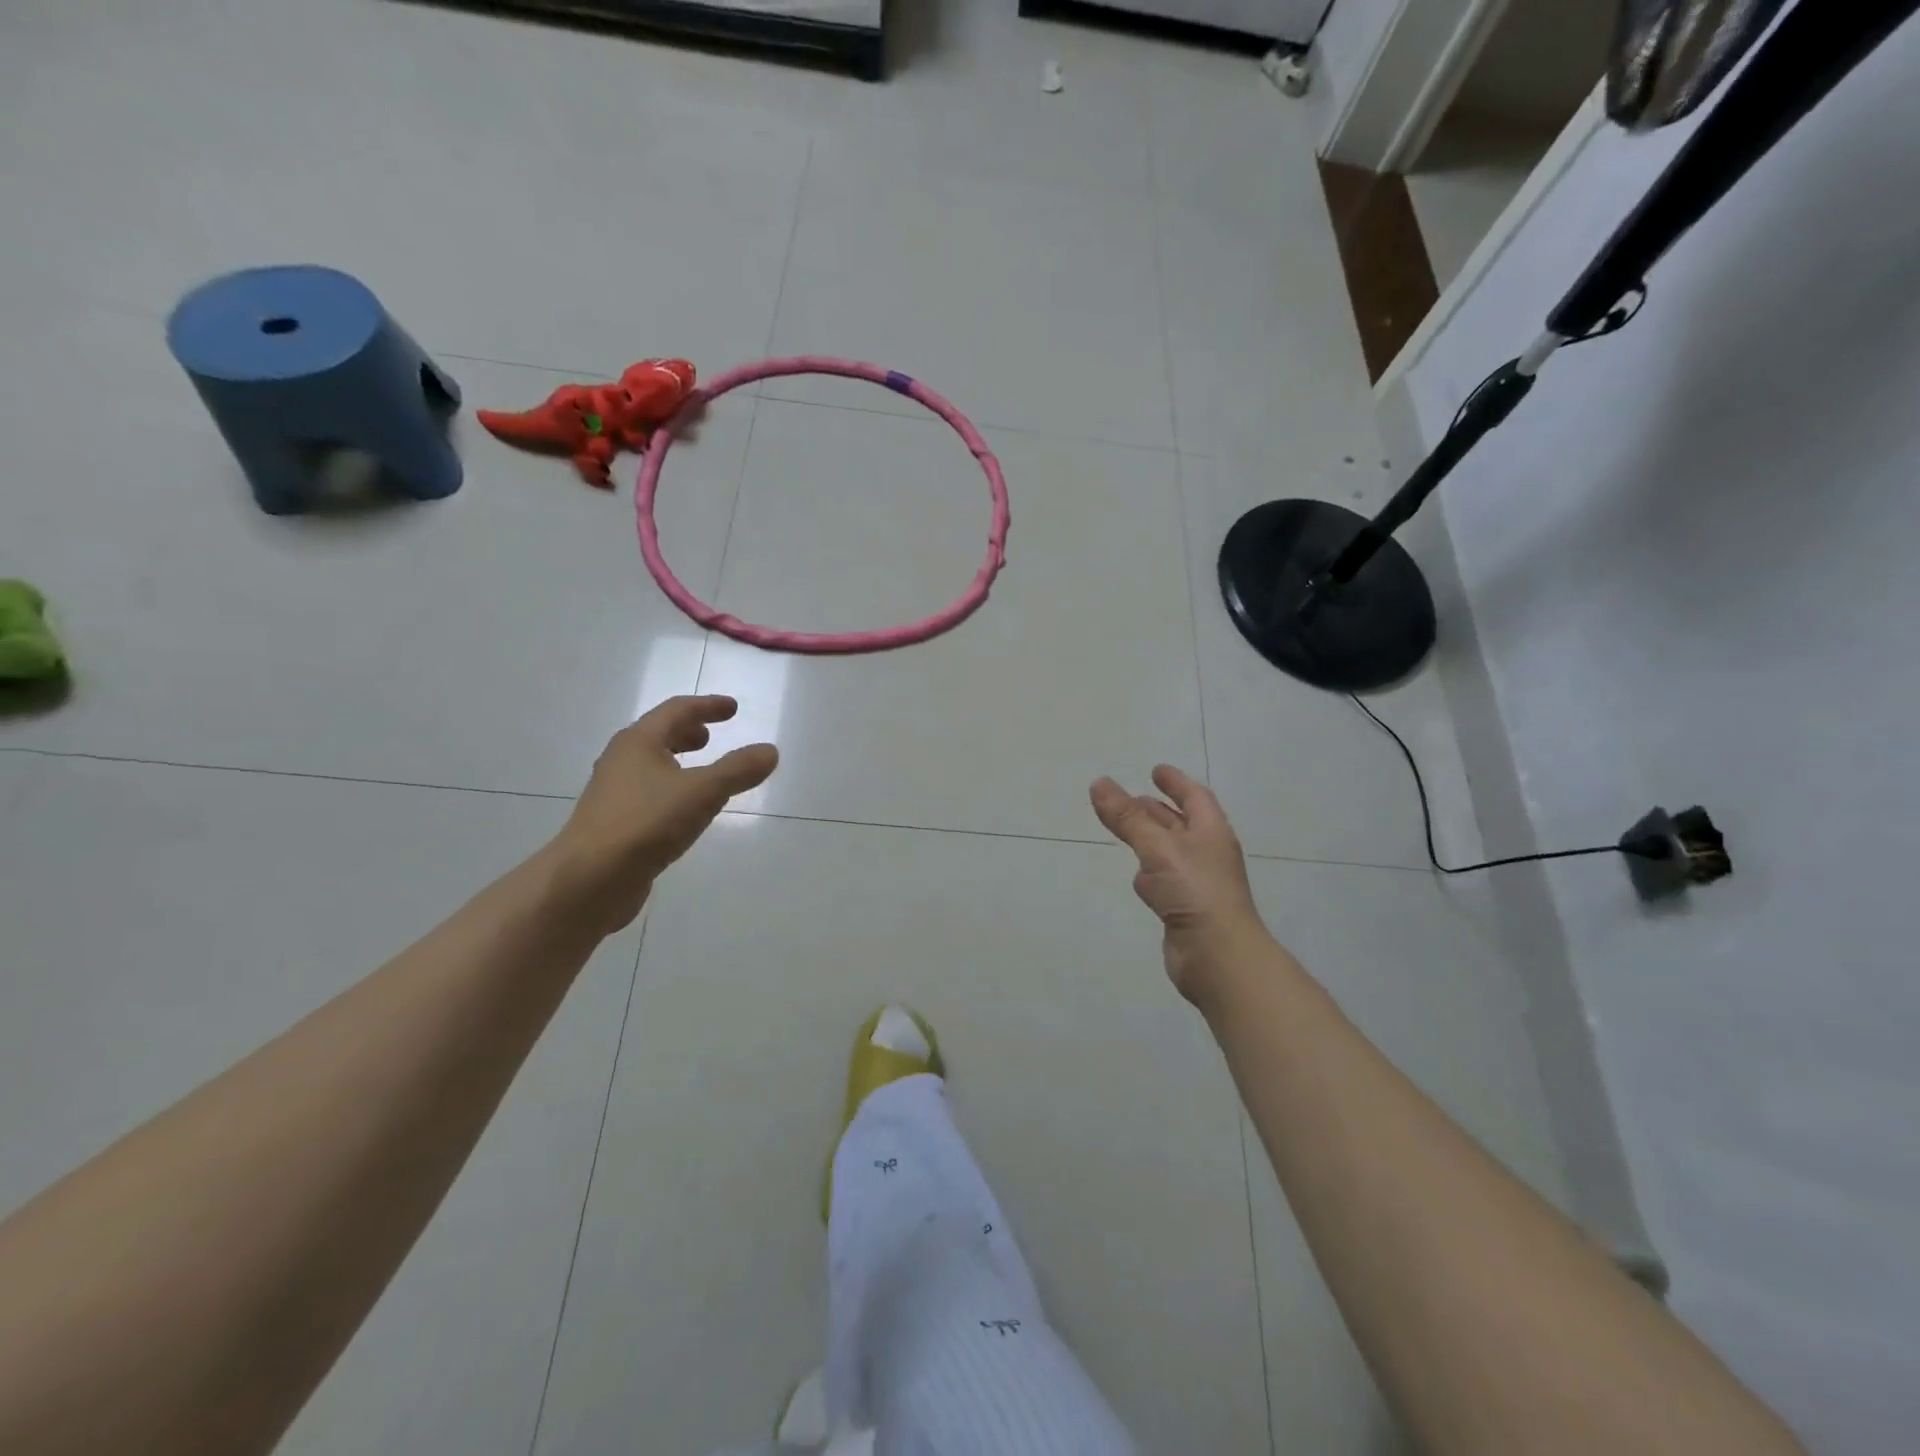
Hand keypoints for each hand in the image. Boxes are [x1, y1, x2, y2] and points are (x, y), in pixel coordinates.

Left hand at [550, 696, 777, 930]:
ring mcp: (614, 793)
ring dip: (677, 759)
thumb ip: (738, 770)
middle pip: (658, 735)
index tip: (733, 708)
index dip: (707, 706)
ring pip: (651, 765)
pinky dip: (671, 787)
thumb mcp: (703, 792)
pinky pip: (648, 792)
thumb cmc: (646, 824)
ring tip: (701, 770)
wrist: (589, 880)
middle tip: (711, 736)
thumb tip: (770, 751)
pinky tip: (683, 809)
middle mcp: (621, 760)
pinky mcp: (614, 822)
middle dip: (687, 732)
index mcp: (639, 742)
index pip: (677, 710)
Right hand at [1090, 765, 1264, 1006]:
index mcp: (1211, 832)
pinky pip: (1165, 881)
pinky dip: (1151, 873)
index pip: (1195, 797)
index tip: (1155, 770)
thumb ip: (1127, 818)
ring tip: (1127, 830)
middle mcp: (1207, 854)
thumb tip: (1099, 782)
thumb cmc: (1195, 891)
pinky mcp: (1185, 910)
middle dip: (1158, 810)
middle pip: (1181, 823)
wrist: (1218, 957)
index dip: (1176, 782)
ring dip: (1152, 839)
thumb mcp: (1158, 848)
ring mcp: (1198, 884)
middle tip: (1130, 799)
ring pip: (1170, 853)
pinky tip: (1138, 878)